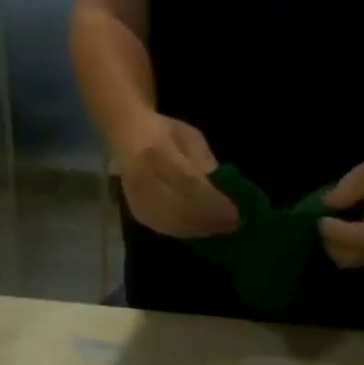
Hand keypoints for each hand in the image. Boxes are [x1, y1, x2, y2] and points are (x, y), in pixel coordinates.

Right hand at [117, 116, 240, 238]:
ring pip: (175, 224)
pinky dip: (189, 232)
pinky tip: (205, 230)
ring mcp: (137, 200)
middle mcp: (143, 180)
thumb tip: (223, 193)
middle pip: (182, 209)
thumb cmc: (164, 132)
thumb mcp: (190, 138)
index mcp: (156, 153)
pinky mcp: (137, 214)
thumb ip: (206, 164)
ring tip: (223, 229)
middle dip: (211, 219)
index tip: (236, 210)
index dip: (214, 201)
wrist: (127, 136)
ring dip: (202, 229)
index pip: (189, 184)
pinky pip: (167, 230)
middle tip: (235, 223)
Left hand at [319, 147, 363, 268]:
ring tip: (332, 227)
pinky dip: (351, 246)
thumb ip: (353, 187)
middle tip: (323, 225)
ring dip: (342, 247)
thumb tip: (329, 203)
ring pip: (363, 259)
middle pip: (363, 256)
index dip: (342, 234)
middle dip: (337, 245)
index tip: (323, 221)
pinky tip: (345, 229)